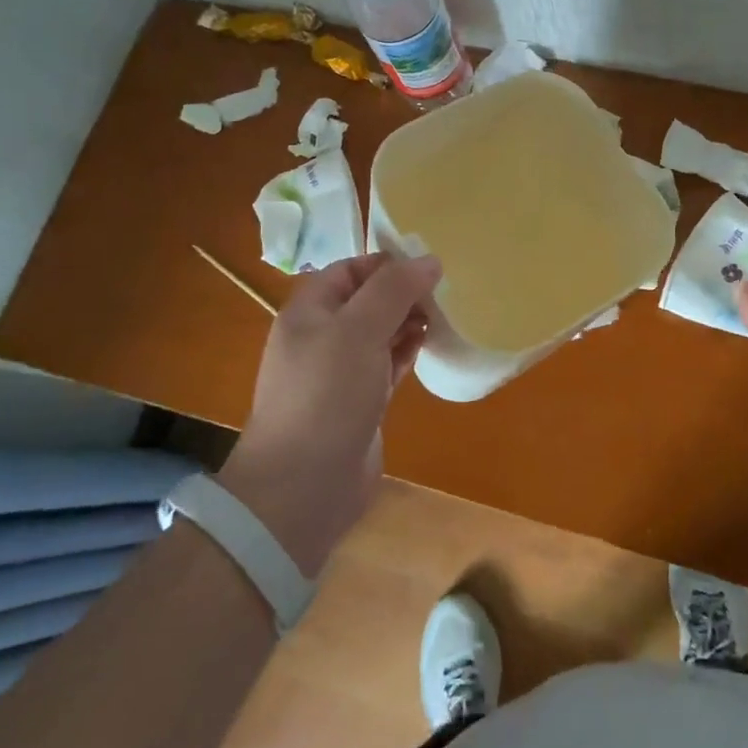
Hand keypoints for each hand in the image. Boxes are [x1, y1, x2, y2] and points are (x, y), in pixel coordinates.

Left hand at [220, 252, 440, 574]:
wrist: (303, 487)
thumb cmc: (326, 394)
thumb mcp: (359, 330)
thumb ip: (394, 289)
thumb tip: (429, 259)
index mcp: (309, 311)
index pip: (350, 269)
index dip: (387, 263)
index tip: (427, 267)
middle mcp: (322, 336)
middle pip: (367, 299)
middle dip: (403, 292)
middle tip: (443, 293)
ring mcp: (340, 372)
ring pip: (380, 332)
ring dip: (409, 321)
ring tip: (443, 317)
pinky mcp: (359, 402)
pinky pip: (386, 364)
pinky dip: (407, 352)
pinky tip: (430, 345)